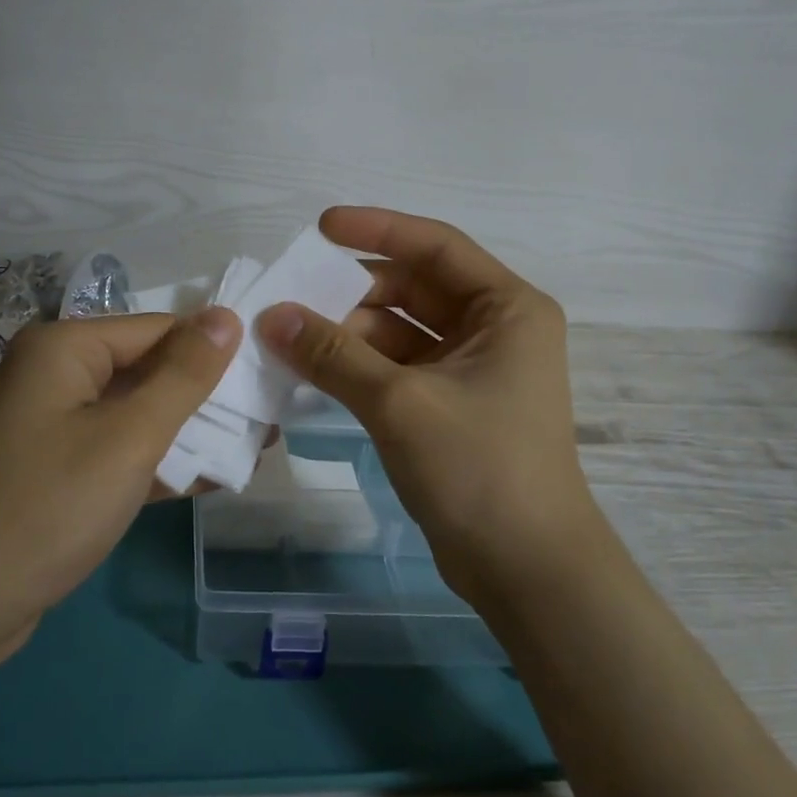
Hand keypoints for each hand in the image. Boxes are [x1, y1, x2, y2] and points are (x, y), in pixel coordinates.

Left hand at [0, 309, 241, 653]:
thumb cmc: (50, 506)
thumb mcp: (130, 437)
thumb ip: (184, 375)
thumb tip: (226, 316)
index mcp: (64, 347)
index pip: (159, 329)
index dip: (214, 352)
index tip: (268, 380)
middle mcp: (55, 374)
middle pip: (147, 370)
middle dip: (205, 397)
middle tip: (268, 419)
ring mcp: (52, 424)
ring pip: (135, 414)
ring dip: (188, 433)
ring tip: (251, 448)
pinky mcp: (55, 468)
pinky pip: (116, 450)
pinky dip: (156, 462)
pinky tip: (208, 479)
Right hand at [258, 207, 607, 606]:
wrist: (526, 569)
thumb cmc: (478, 468)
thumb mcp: (400, 402)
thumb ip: (333, 354)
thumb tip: (270, 316)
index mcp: (506, 309)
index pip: (436, 247)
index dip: (378, 229)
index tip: (320, 227)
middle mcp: (494, 330)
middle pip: (414, 289)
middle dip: (353, 292)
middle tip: (292, 297)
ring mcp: (472, 371)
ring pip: (401, 332)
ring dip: (349, 333)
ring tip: (289, 337)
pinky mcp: (450, 408)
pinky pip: (397, 369)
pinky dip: (358, 367)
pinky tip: (313, 370)